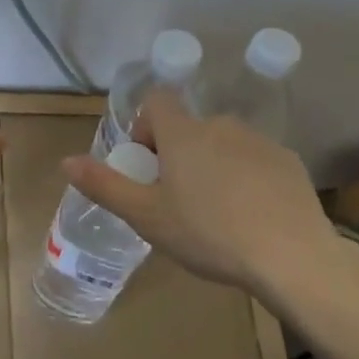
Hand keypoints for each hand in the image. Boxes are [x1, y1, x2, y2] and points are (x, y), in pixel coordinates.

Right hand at [61, 89, 335, 291]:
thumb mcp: (146, 216)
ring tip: (217, 212)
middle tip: (178, 199)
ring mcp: (259, 141)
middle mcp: (220, 125)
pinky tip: (252, 216)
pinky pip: (255, 160)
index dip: (146, 126)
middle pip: (189, 127)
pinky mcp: (289, 162)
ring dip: (213, 164)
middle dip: (178, 154)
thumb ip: (104, 185)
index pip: (157, 100)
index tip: (148, 163)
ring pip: (223, 144)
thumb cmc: (208, 233)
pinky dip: (247, 178)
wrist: (292, 258)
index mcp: (183, 133)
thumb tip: (66, 161)